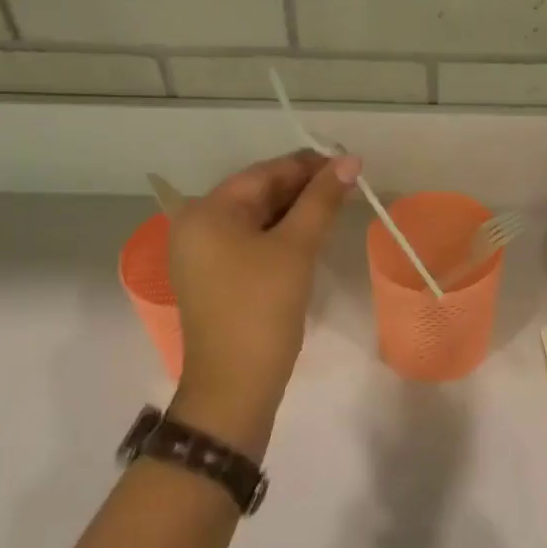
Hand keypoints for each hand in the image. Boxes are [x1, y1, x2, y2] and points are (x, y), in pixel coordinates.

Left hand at [166, 150, 358, 450]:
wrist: (234, 387)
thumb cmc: (262, 309)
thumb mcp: (296, 249)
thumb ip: (322, 200)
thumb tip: (350, 160)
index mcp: (207, 211)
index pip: (264, 173)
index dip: (308, 165)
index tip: (349, 164)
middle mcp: (196, 226)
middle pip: (257, 194)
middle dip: (303, 189)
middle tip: (349, 186)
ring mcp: (202, 255)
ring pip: (256, 219)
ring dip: (295, 212)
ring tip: (337, 207)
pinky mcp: (214, 278)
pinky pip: (250, 242)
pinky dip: (280, 235)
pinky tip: (310, 235)